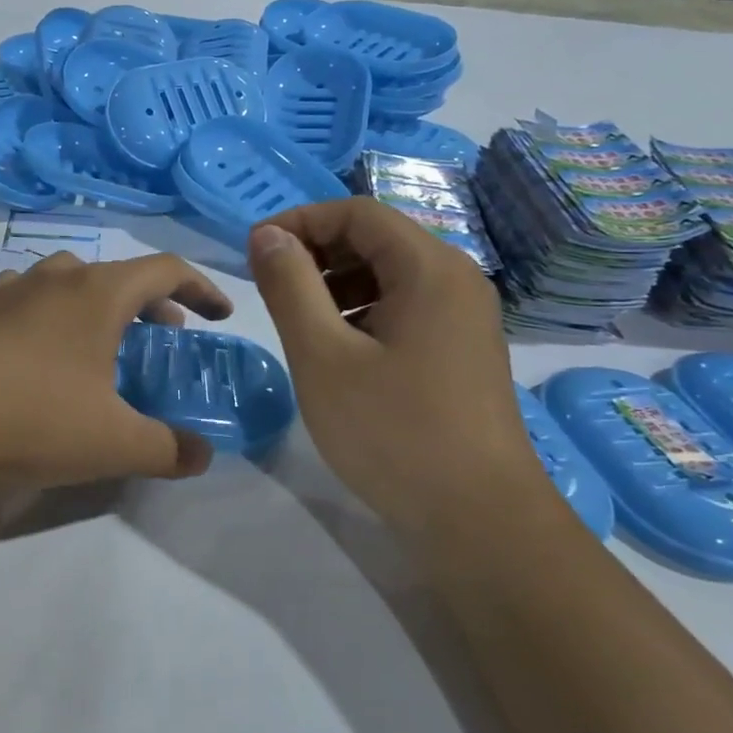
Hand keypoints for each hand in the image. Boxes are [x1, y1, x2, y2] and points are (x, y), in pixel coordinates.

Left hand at [0, 251, 233, 489]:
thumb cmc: (31, 417)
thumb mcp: (112, 443)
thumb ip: (167, 449)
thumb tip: (202, 456)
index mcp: (96, 293)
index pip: (165, 270)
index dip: (201, 288)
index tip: (220, 313)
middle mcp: (53, 279)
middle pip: (116, 274)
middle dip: (150, 302)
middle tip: (165, 335)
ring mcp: (6, 291)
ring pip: (67, 282)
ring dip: (97, 305)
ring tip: (102, 343)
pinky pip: (25, 301)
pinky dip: (50, 317)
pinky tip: (40, 355)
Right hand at [248, 198, 543, 524]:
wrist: (478, 520)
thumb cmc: (393, 432)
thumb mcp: (323, 355)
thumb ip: (290, 286)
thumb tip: (266, 235)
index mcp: (430, 268)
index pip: (357, 213)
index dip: (300, 221)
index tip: (254, 251)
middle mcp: (456, 280)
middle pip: (377, 239)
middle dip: (317, 253)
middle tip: (271, 289)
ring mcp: (465, 317)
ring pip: (389, 275)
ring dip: (336, 284)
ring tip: (299, 323)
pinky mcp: (462, 349)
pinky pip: (405, 308)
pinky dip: (362, 313)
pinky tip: (337, 351)